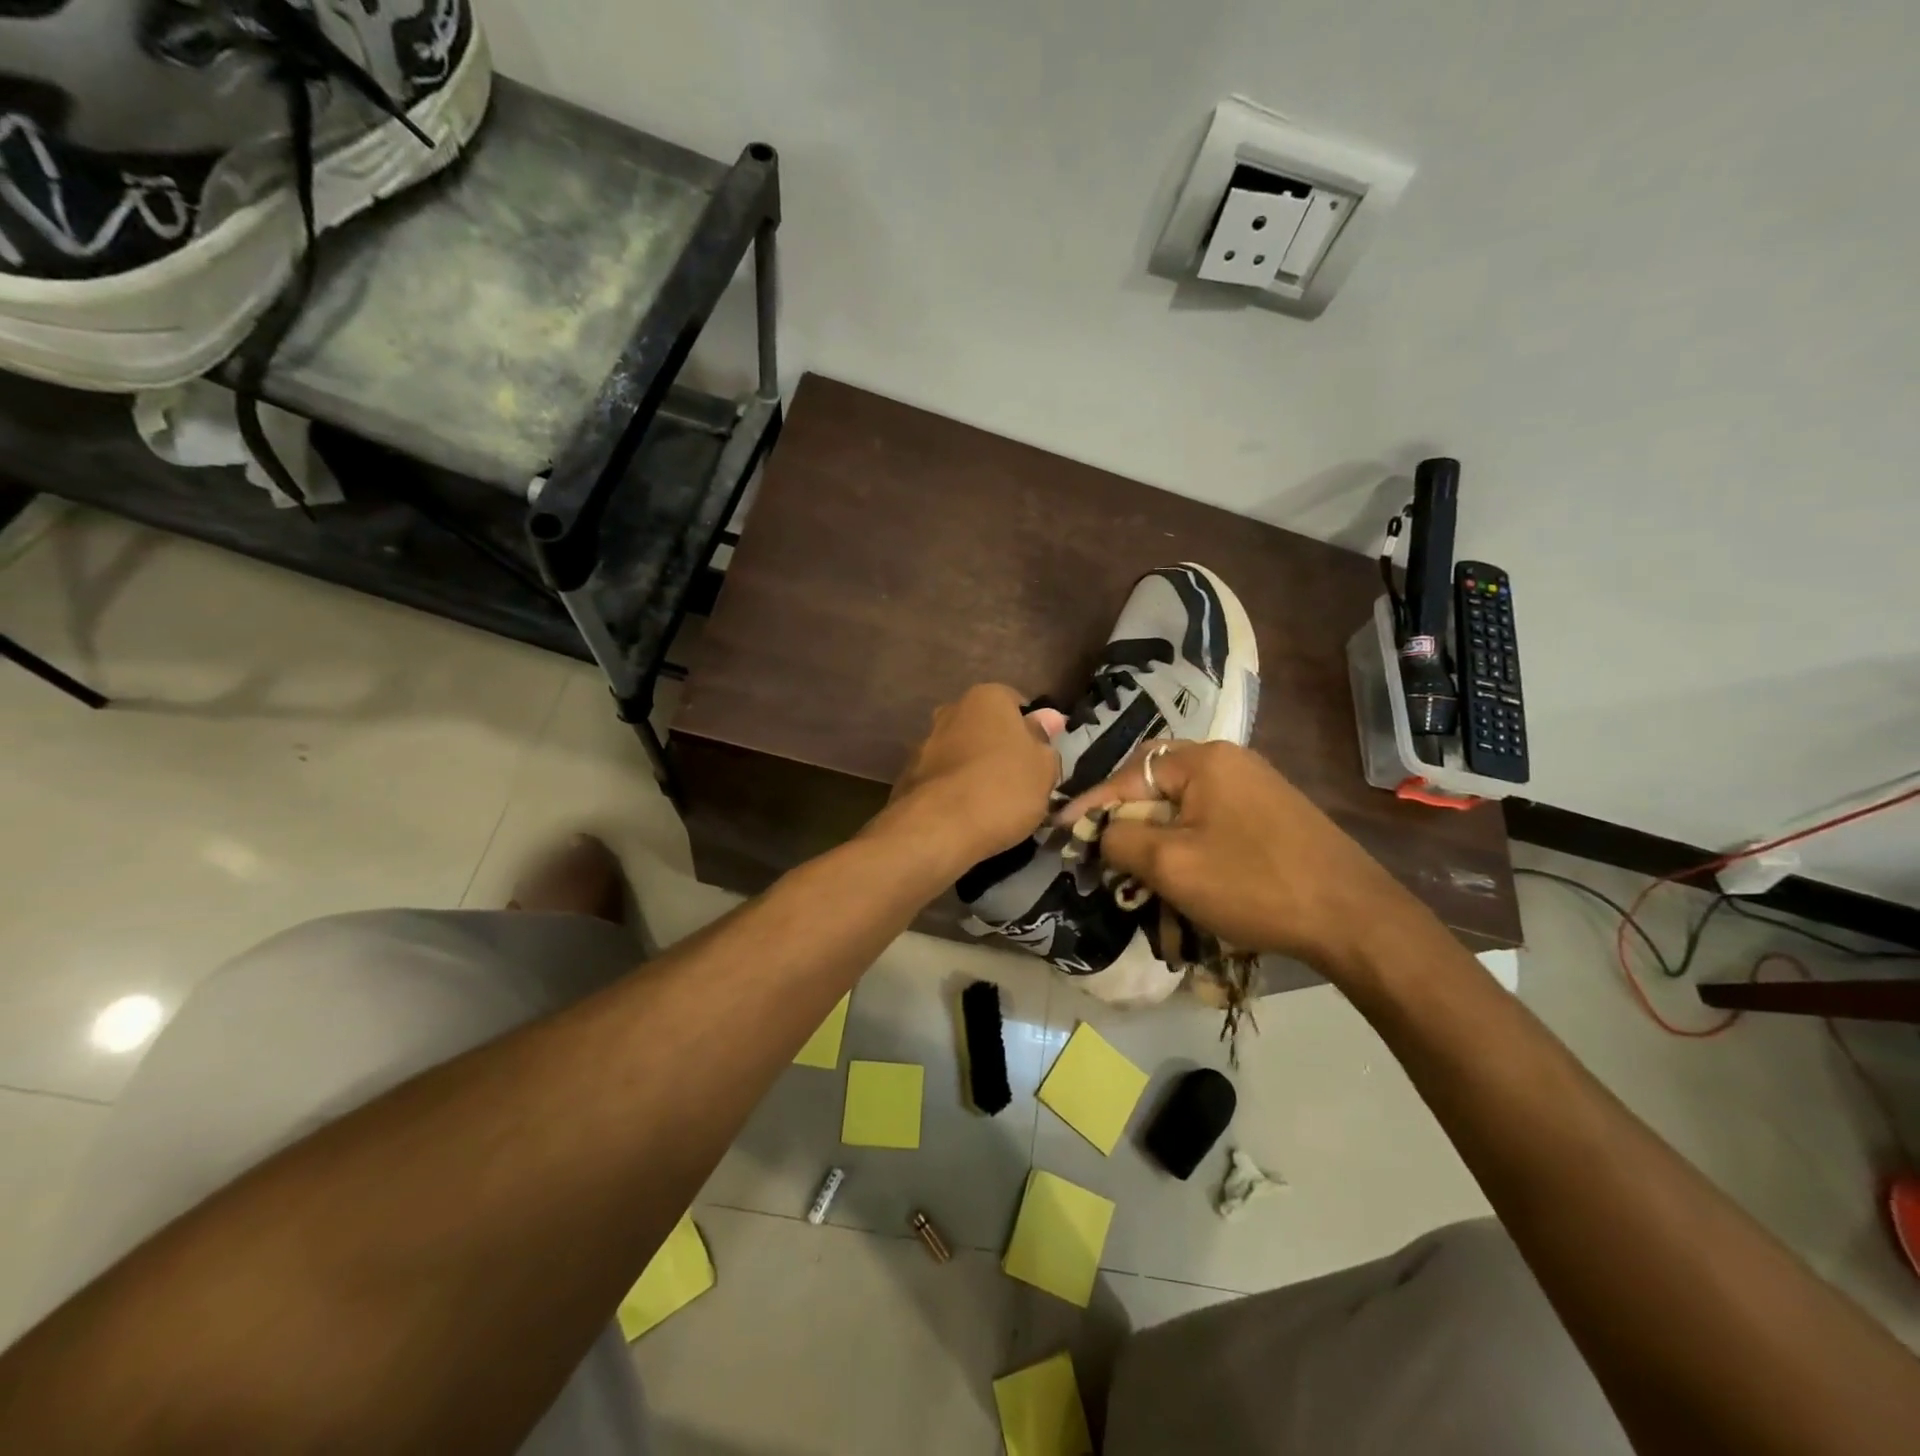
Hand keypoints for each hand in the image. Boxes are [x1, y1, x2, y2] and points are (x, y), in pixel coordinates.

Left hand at [879, 684, 1060, 872]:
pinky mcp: (909, 776)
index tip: (1040, 759)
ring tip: (995, 806)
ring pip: (964, 754)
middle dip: (1001, 749)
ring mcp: (925, 743)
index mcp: (986, 697)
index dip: (1032, 731)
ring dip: (977, 771)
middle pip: (987, 728)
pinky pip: (945, 779)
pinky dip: (956, 791)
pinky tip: (968, 816)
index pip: (1017, 703)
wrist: (938, 829)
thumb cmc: (1003, 788)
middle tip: (1021, 783)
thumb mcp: (1044, 767)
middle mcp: (951, 711)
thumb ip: (1045, 740)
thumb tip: (1047, 719)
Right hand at [1056, 740, 1422, 979]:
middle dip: (1124, 817)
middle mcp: (1230, 760)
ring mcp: (1256, 786)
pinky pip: (1211, 818)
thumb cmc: (1254, 884)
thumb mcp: (1171, 864)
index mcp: (1204, 760)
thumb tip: (1102, 830)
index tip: (1060, 830)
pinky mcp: (1272, 814)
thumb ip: (1120, 838)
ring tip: (1136, 866)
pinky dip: (1186, 840)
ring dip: (1155, 833)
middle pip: (1155, 782)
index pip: (1128, 776)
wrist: (1354, 918)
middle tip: (1101, 847)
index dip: (1090, 805)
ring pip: (1184, 804)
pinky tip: (1182, 869)